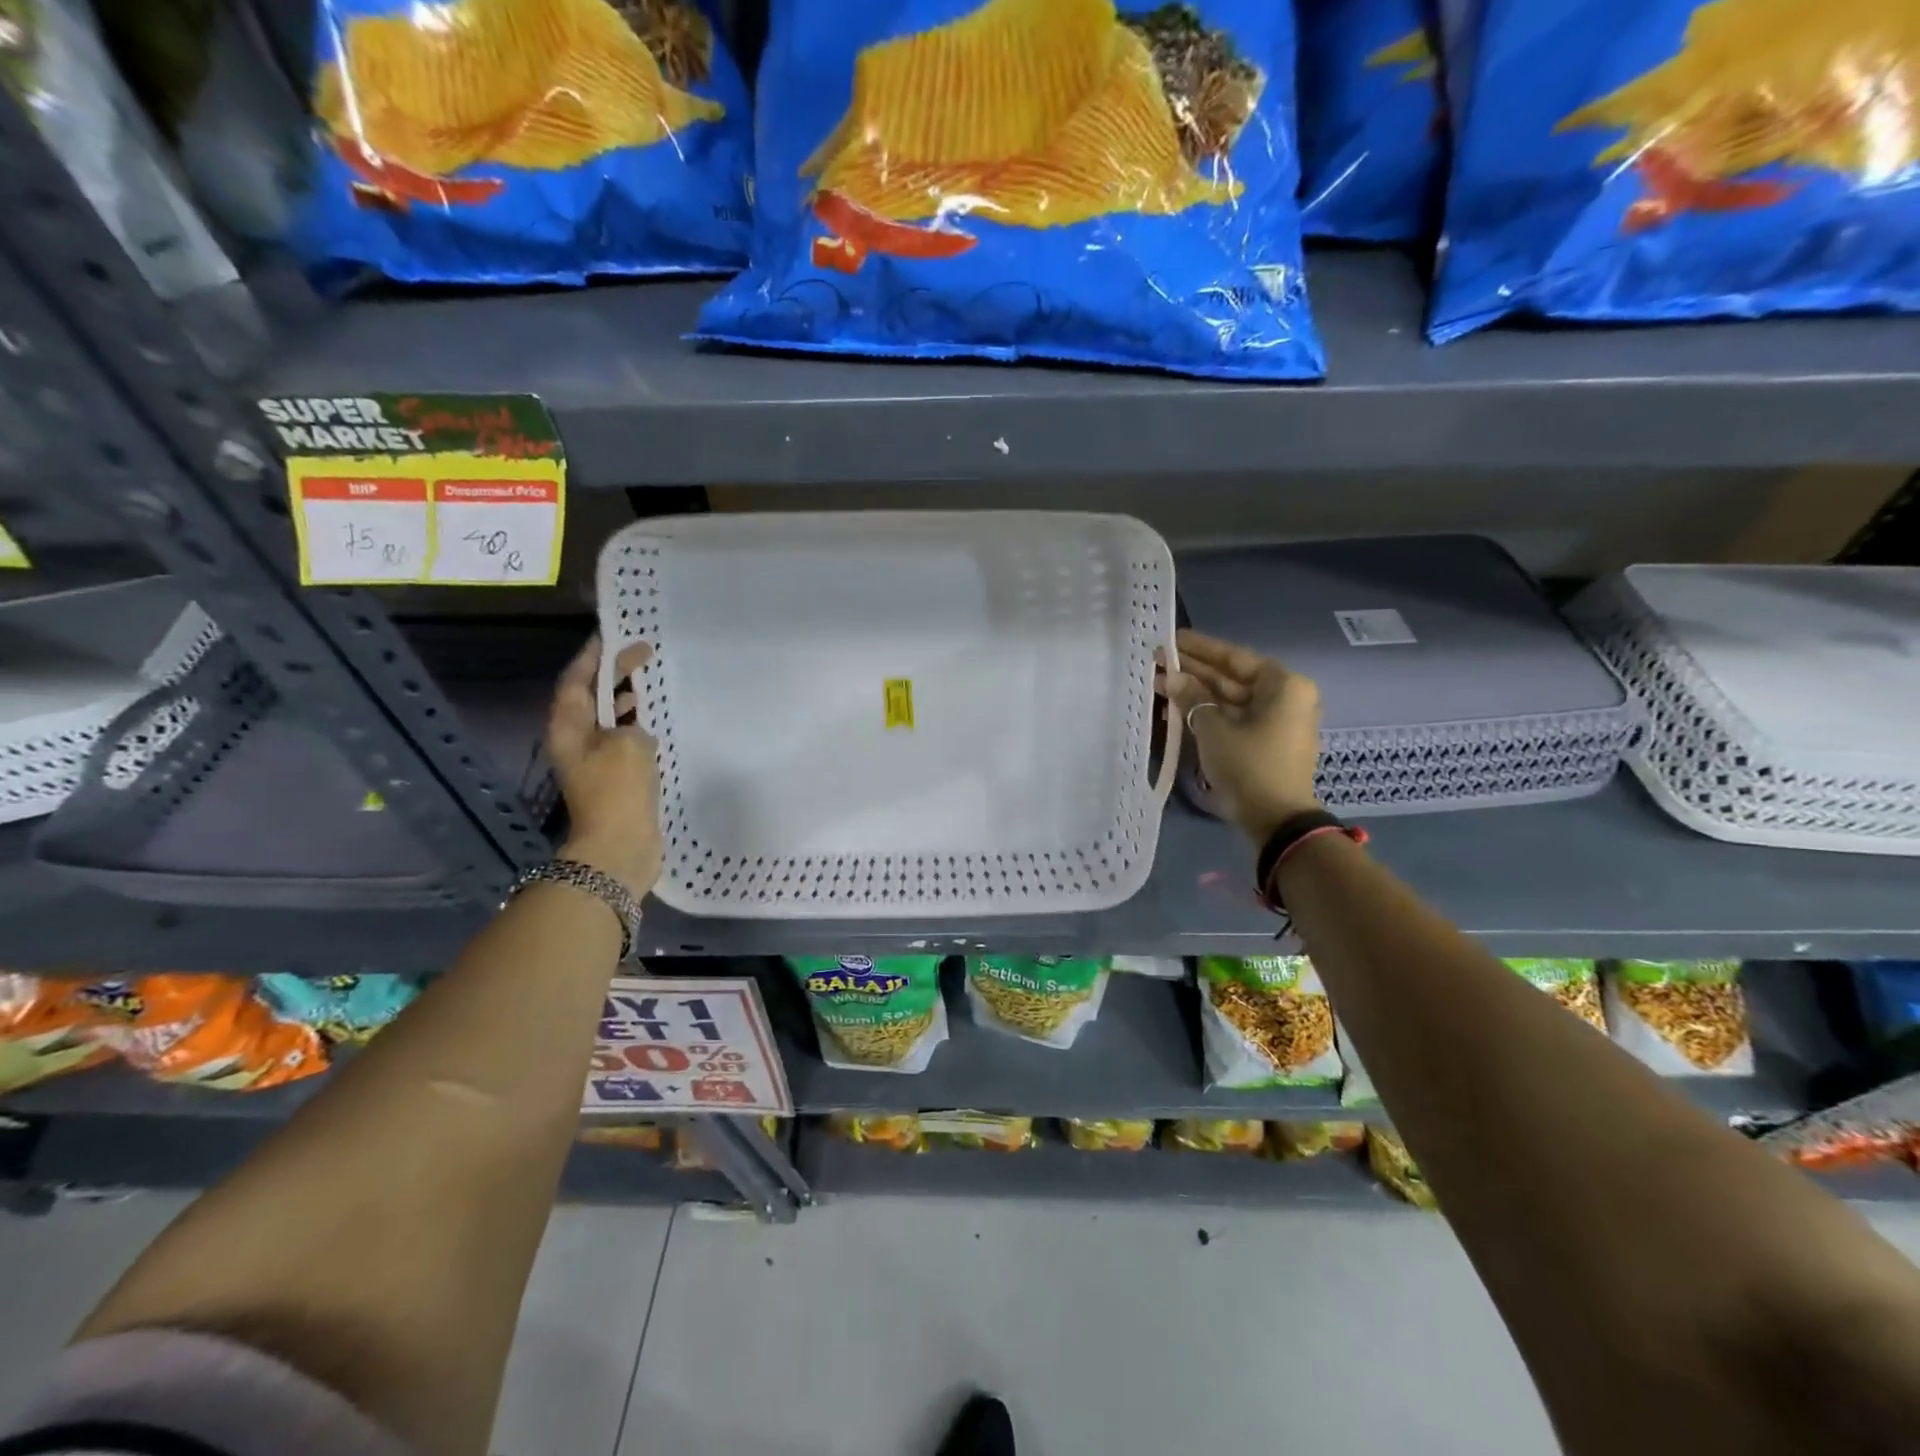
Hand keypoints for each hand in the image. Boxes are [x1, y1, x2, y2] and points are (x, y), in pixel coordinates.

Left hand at [547, 638, 661, 897]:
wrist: (618, 846)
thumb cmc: (618, 788)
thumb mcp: (628, 742)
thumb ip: (631, 722)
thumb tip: (633, 729)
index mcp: (568, 726)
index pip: (576, 679)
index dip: (593, 655)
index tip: (613, 635)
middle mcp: (574, 739)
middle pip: (590, 696)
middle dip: (612, 674)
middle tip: (643, 655)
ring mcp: (593, 760)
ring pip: (605, 718)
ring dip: (624, 700)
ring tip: (649, 684)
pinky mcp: (612, 778)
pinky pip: (621, 740)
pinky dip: (635, 726)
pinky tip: (654, 725)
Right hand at [1161, 629, 1322, 844]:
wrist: (1276, 820)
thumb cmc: (1249, 765)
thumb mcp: (1214, 729)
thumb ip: (1192, 698)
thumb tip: (1172, 677)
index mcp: (1283, 685)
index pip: (1234, 657)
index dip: (1200, 648)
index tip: (1172, 639)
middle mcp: (1286, 697)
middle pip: (1233, 678)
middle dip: (1195, 672)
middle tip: (1159, 661)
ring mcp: (1278, 721)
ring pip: (1231, 699)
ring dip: (1198, 693)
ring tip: (1160, 684)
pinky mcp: (1267, 743)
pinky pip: (1235, 718)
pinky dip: (1209, 713)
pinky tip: (1178, 708)